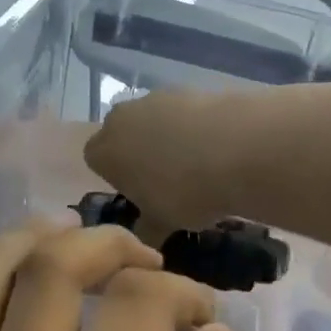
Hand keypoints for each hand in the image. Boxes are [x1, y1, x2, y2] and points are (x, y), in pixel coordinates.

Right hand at [85, 90, 238, 232]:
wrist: (235, 148)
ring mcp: (153, 98)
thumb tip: (144, 242)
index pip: (95, 160)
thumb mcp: (162, 224)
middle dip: (136, 151)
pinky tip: (215, 146)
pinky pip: (180, 111)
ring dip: (165, 136)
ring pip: (151, 119)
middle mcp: (121, 118)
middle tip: (164, 179)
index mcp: (104, 151)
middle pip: (121, 133)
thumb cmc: (184, 192)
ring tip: (196, 164)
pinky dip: (191, 125)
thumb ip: (146, 230)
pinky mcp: (186, 89)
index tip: (138, 192)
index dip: (115, 176)